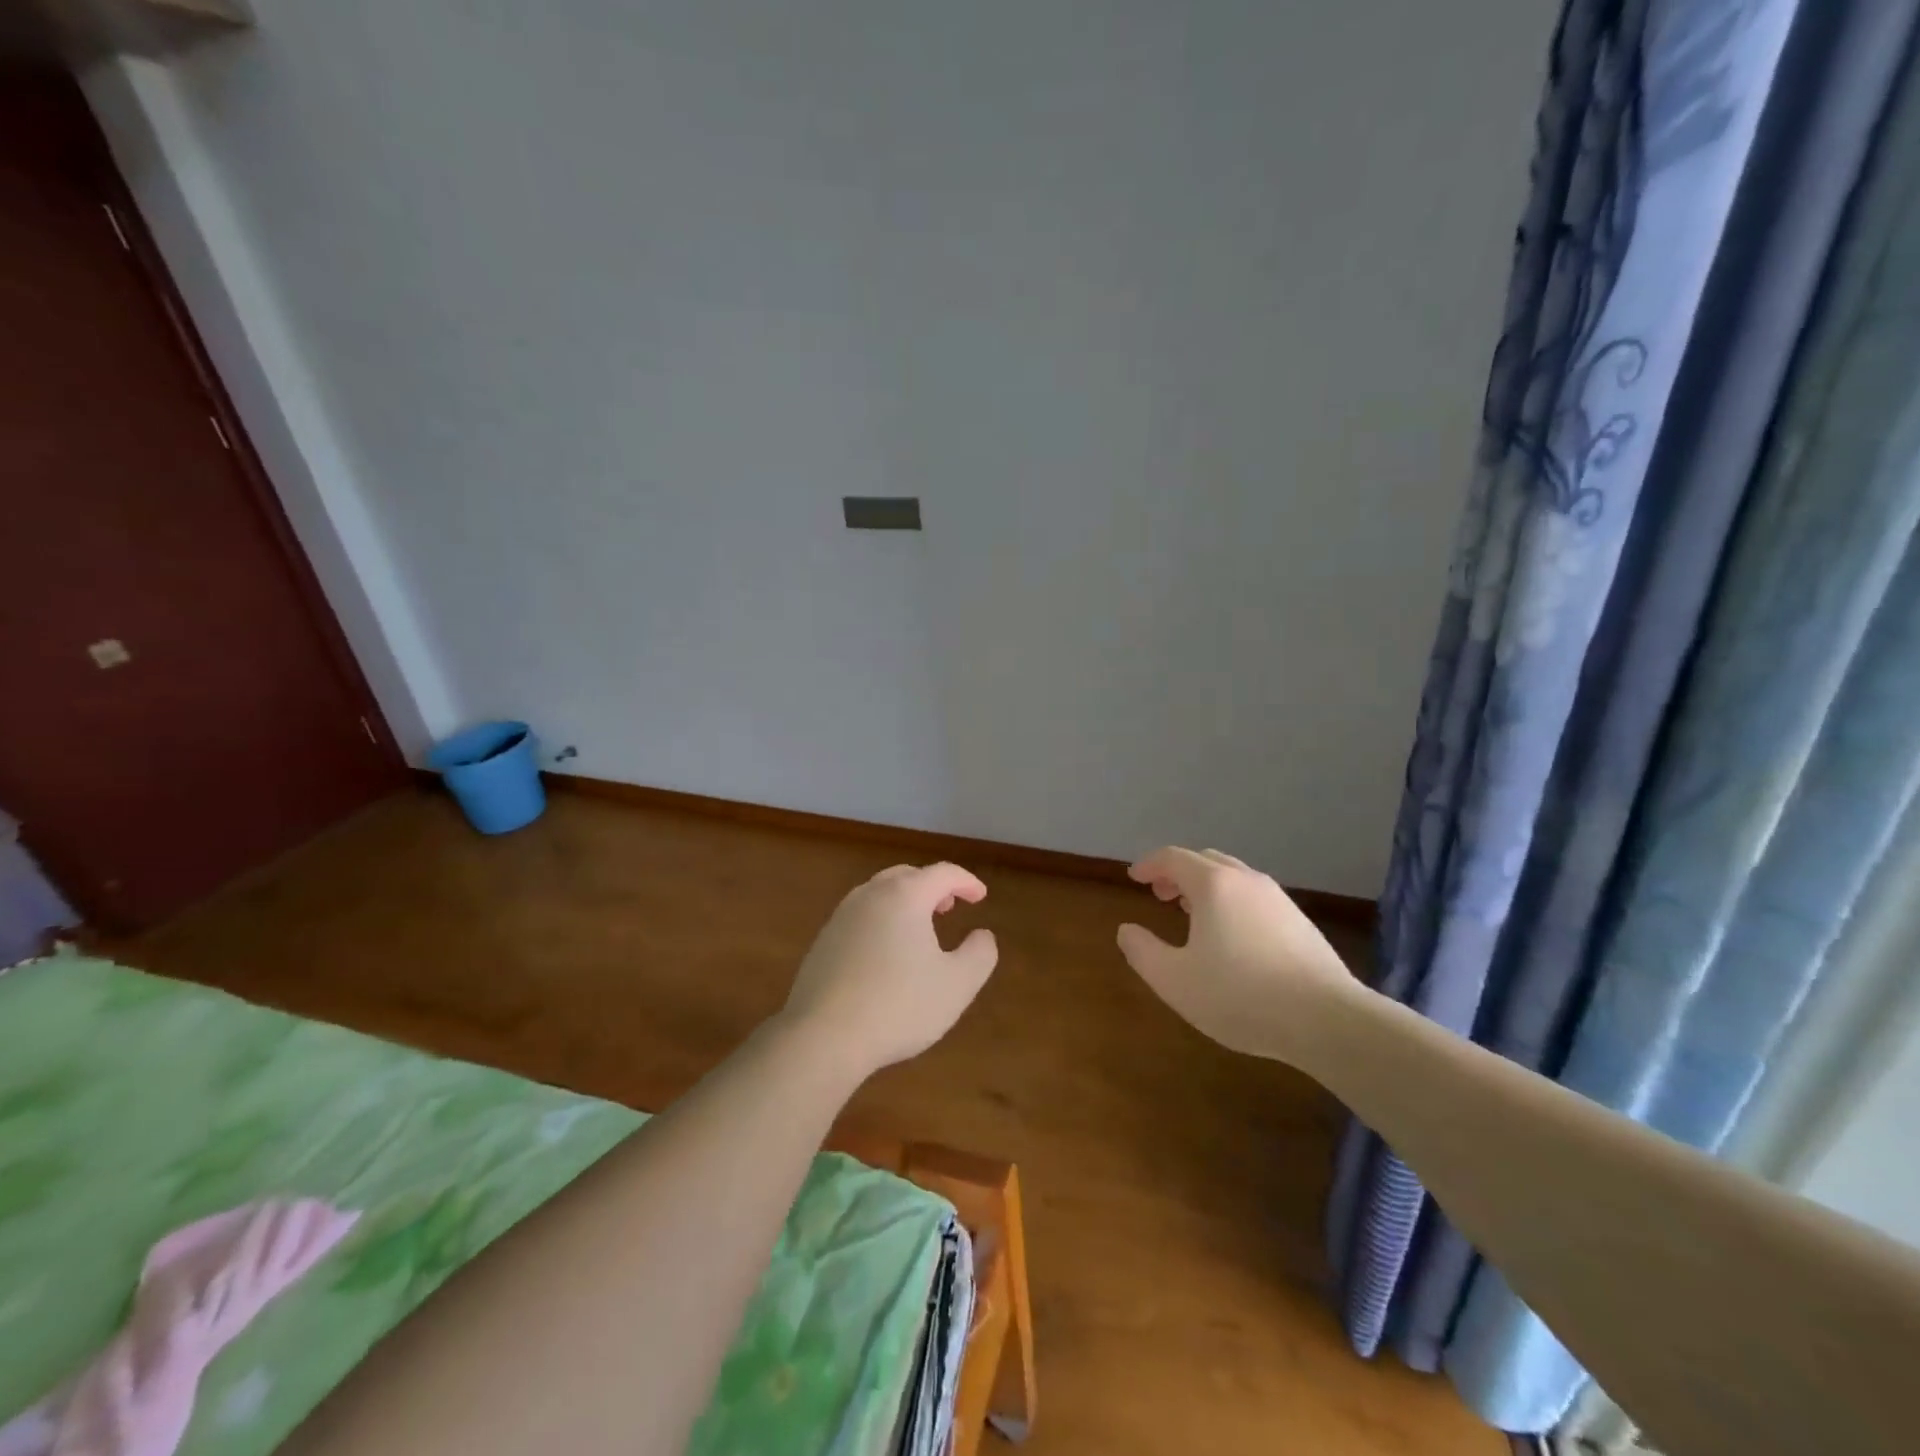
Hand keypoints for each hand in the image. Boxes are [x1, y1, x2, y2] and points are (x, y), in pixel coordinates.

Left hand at [779, 862, 999, 1079]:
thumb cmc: (899, 1005)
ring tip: (919, 928)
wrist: (823, 1036)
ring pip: (878, 894)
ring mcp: (841, 917)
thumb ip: (979, 954)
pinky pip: (860, 917)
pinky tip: (885, 953)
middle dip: (932, 886)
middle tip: (949, 906)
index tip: (980, 896)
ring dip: (904, 902)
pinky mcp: (823, 942)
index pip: (942, 873)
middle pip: (906, 876)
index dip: (966, 882)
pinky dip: (881, 921)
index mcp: (905, 896)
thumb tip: (982, 935)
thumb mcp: (957, 984)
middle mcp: (870, 895)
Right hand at [1116, 846, 1357, 1062]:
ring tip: (1192, 913)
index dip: (1149, 864)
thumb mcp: (1174, 980)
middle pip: (1206, 860)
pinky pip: (1254, 898)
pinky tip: (1231, 937)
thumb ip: (1142, 952)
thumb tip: (1127, 930)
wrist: (1328, 1020)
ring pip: (1233, 877)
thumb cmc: (1241, 995)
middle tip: (1160, 894)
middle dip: (1177, 872)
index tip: (1134, 877)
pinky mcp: (1300, 922)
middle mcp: (1246, 881)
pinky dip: (1231, 902)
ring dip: (1206, 886)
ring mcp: (1278, 899)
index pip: (1174, 858)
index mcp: (1214, 885)